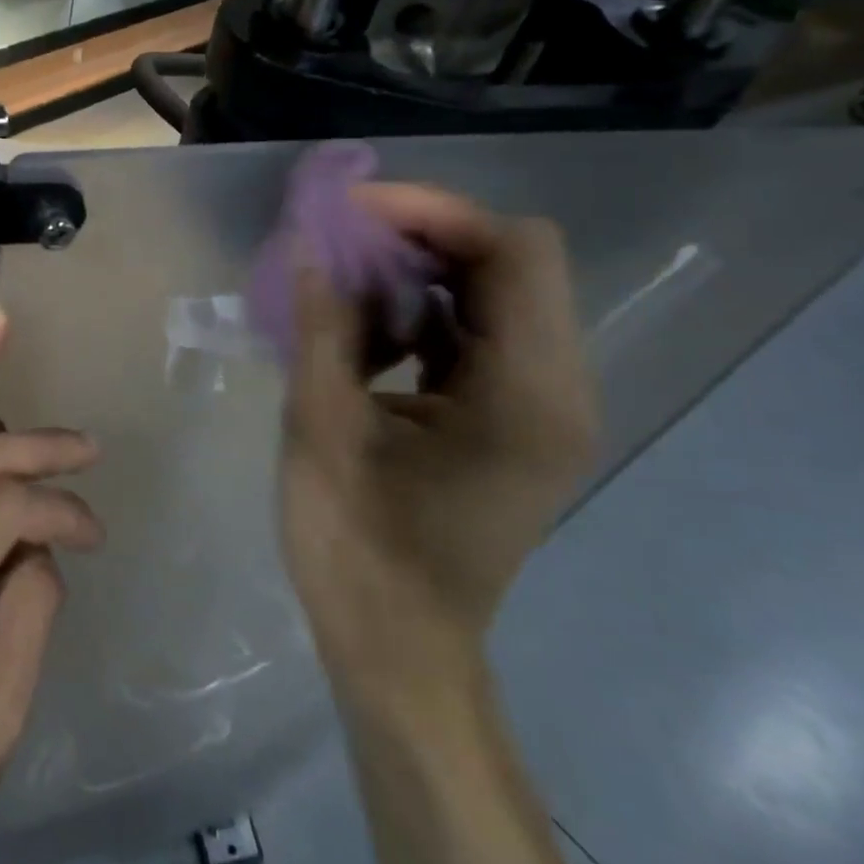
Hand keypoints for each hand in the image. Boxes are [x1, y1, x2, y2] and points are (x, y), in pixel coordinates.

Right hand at [280, 185, 596, 693]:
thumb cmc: (358, 551)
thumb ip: (319, 325)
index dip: (435, 212)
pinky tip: (366, 338)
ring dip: (418, 272)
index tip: (353, 214)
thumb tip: (305, 242)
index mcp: (528, 396)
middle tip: (340, 239)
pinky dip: (422, 312)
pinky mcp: (514, 416)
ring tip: (345, 288)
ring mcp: (541, 404)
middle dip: (421, 235)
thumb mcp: (321, 429)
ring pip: (493, 290)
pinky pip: (477, 330)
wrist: (399, 651)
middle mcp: (558, 389)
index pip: (517, 251)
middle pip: (510, 261)